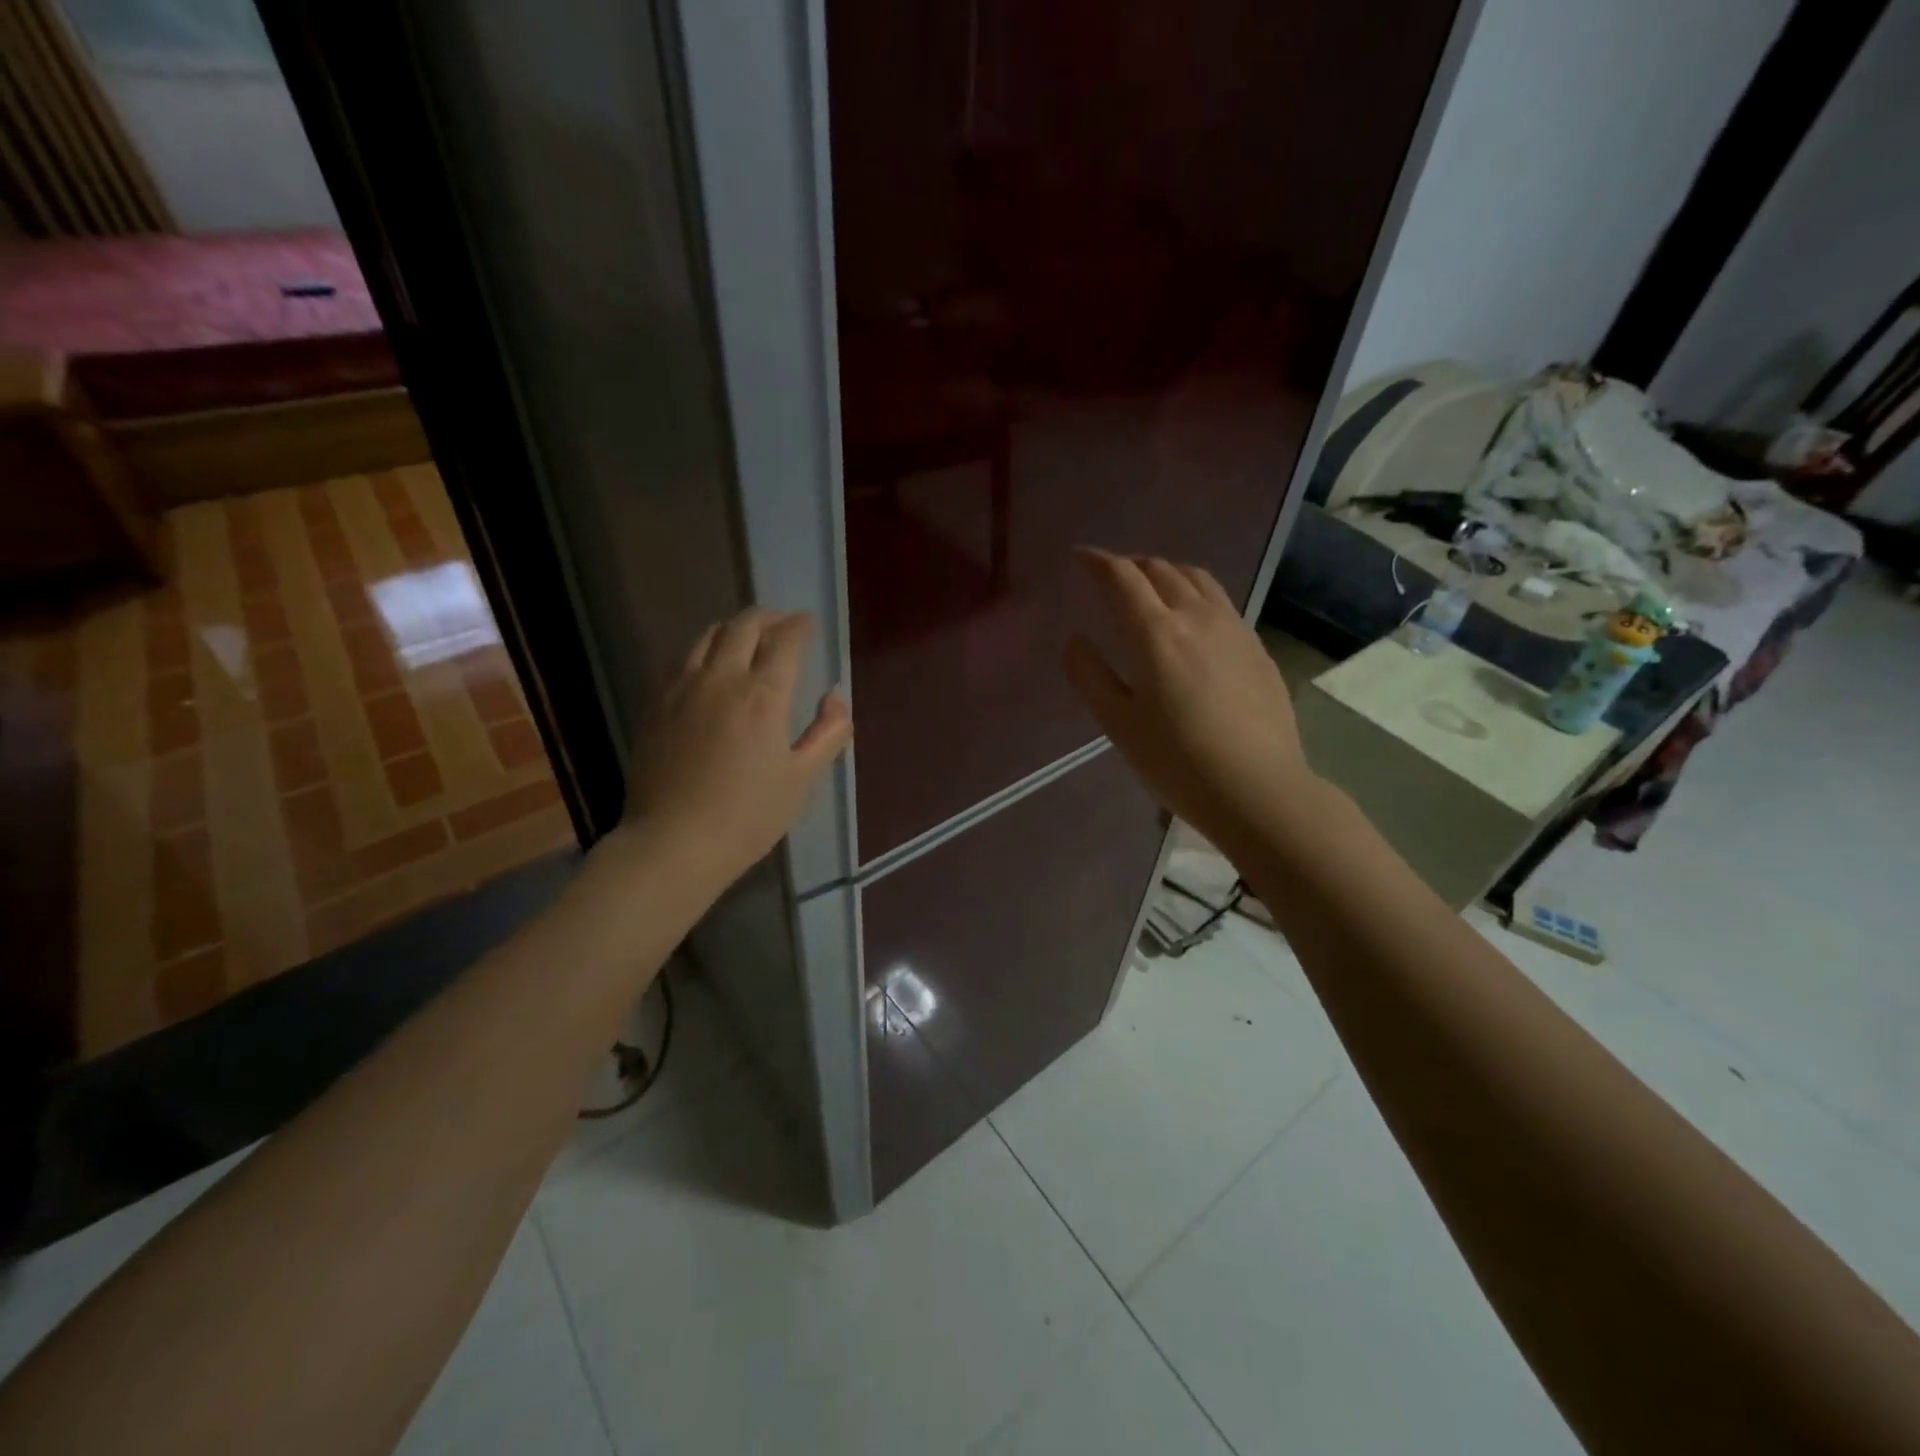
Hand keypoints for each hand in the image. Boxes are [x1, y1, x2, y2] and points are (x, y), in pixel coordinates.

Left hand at [619, 607, 851, 884]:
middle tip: (782, 624)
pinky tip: (708, 665)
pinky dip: (703, 650)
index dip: (801, 626)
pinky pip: (681, 659)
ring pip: (707, 635)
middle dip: (768, 618)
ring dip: (733, 628)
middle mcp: (721, 679)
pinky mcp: (656, 703)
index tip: (809, 623)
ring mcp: (682, 688)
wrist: (674, 842)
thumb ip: (828, 732)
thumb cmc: (748, 816)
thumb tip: (834, 697)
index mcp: (763, 696)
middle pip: (744, 626)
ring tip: (746, 637)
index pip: (786, 641)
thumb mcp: (802, 779)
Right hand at [1064, 549, 1318, 857]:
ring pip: (1197, 578)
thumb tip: (1076, 641)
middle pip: (1161, 570)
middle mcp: (1197, 617)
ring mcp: (1234, 629)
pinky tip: (1192, 617)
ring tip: (1150, 585)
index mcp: (1157, 634)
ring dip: (1166, 572)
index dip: (1098, 562)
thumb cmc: (1178, 762)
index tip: (1080, 557)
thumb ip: (1090, 676)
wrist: (1258, 788)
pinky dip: (1195, 592)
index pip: (1122, 578)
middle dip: (1131, 564)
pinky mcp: (1256, 647)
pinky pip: (1220, 600)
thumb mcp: (1119, 725)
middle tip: (1110, 575)